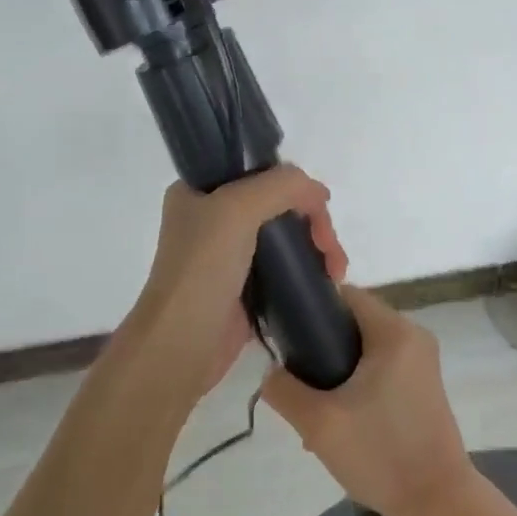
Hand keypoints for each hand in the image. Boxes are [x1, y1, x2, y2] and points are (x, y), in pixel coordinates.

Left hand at [120, 165, 345, 407]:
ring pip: (285, 236)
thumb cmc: (202, 269)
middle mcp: (212, 217)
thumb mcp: (237, 209)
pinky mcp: (243, 288)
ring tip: (335, 273)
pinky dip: (307, 270)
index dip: (294, 185)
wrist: (181, 344)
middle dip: (313, 222)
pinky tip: (325, 281)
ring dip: (316, 247)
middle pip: (279, 204)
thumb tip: (318, 193)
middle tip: (330, 251)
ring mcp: (228, 254)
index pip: (259, 171)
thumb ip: (281, 186)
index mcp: (200, 190)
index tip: (321, 209)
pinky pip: (283, 268)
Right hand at [261, 286, 477, 515]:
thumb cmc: (381, 455)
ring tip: (316, 407)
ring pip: (365, 347)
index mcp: (394, 331)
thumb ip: (283, 389)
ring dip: (338, 370)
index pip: (343, 294)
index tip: (287, 340)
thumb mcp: (318, 423)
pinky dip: (358, 382)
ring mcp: (422, 361)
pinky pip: (381, 366)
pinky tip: (342, 418)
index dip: (311, 311)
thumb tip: (271, 371)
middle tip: (299, 383)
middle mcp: (413, 335)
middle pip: (353, 321)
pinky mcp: (423, 384)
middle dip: (321, 347)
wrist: (439, 505)